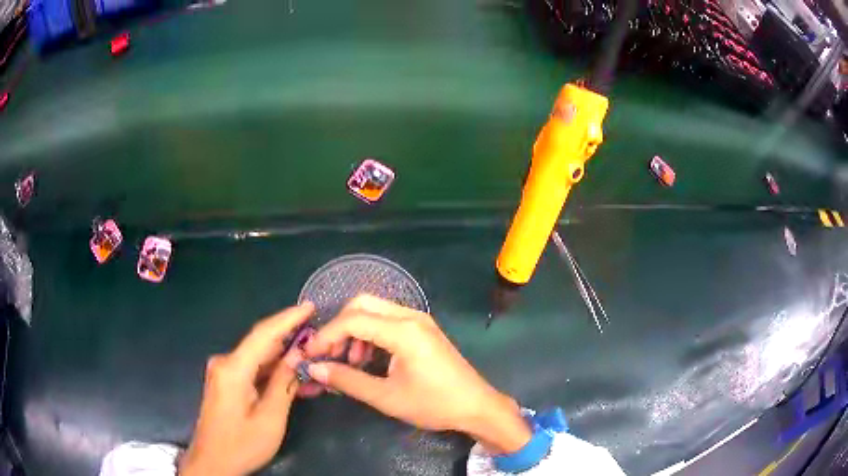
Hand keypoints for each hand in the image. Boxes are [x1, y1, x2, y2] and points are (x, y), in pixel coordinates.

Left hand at [179, 303, 314, 475]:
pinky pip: (253, 372)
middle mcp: (225, 363)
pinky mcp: (226, 383)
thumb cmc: (242, 443)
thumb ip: (283, 383)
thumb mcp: (270, 418)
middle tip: (320, 342)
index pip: (264, 334)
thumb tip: (297, 355)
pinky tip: (294, 381)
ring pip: (259, 360)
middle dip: (291, 342)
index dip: (288, 319)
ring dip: (285, 362)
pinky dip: (273, 374)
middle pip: (262, 345)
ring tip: (314, 364)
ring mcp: (224, 373)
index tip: (311, 306)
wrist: (213, 462)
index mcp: (233, 368)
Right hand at [304, 295, 530, 453]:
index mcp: (403, 330)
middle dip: (339, 327)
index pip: (352, 320)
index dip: (326, 335)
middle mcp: (411, 316)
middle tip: (330, 354)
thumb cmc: (434, 404)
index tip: (311, 355)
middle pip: (362, 304)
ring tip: (350, 363)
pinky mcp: (422, 329)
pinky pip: (388, 321)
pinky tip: (368, 360)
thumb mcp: (386, 397)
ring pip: (374, 311)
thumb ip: (347, 380)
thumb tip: (314, 369)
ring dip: (355, 331)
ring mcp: (419, 320)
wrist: (476, 406)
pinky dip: (371, 335)